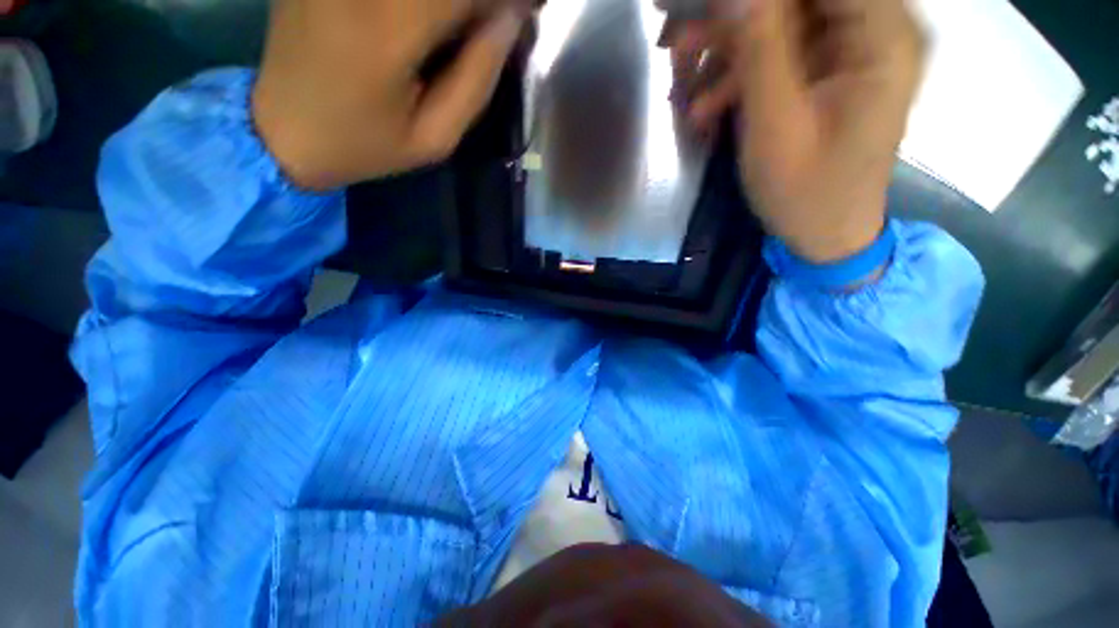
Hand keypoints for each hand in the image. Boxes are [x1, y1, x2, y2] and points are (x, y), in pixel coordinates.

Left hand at [252, 0, 529, 190]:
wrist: (282, 133)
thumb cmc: (365, 146)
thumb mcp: (435, 139)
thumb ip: (476, 80)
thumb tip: (509, 20)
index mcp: (388, 31)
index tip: (531, 8)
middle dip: (483, 1)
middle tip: (504, 18)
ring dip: (456, 4)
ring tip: (472, 25)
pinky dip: (429, 4)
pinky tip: (435, 22)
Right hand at [669, 0, 926, 262]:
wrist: (824, 234)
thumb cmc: (806, 193)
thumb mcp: (777, 126)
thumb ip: (762, 50)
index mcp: (882, 36)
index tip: (712, 5)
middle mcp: (875, 29)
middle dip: (736, 9)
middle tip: (680, 29)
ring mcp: (849, 50)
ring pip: (784, 18)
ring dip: (728, 41)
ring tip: (680, 66)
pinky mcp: (826, 71)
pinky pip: (780, 51)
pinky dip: (739, 70)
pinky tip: (705, 103)